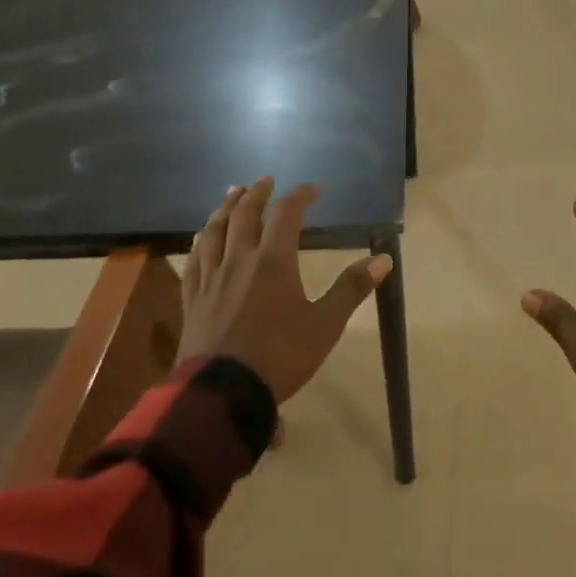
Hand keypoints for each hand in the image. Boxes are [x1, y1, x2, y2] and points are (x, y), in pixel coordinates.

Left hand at [182, 178, 390, 402]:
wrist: (222, 395)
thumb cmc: (280, 356)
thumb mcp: (325, 325)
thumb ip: (352, 288)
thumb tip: (383, 258)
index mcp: (273, 261)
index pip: (286, 214)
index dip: (299, 196)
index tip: (313, 189)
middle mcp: (239, 260)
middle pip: (244, 215)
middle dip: (257, 194)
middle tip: (266, 181)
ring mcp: (211, 279)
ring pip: (214, 231)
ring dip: (225, 208)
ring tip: (232, 193)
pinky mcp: (192, 299)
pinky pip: (194, 260)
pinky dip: (201, 240)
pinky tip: (202, 238)